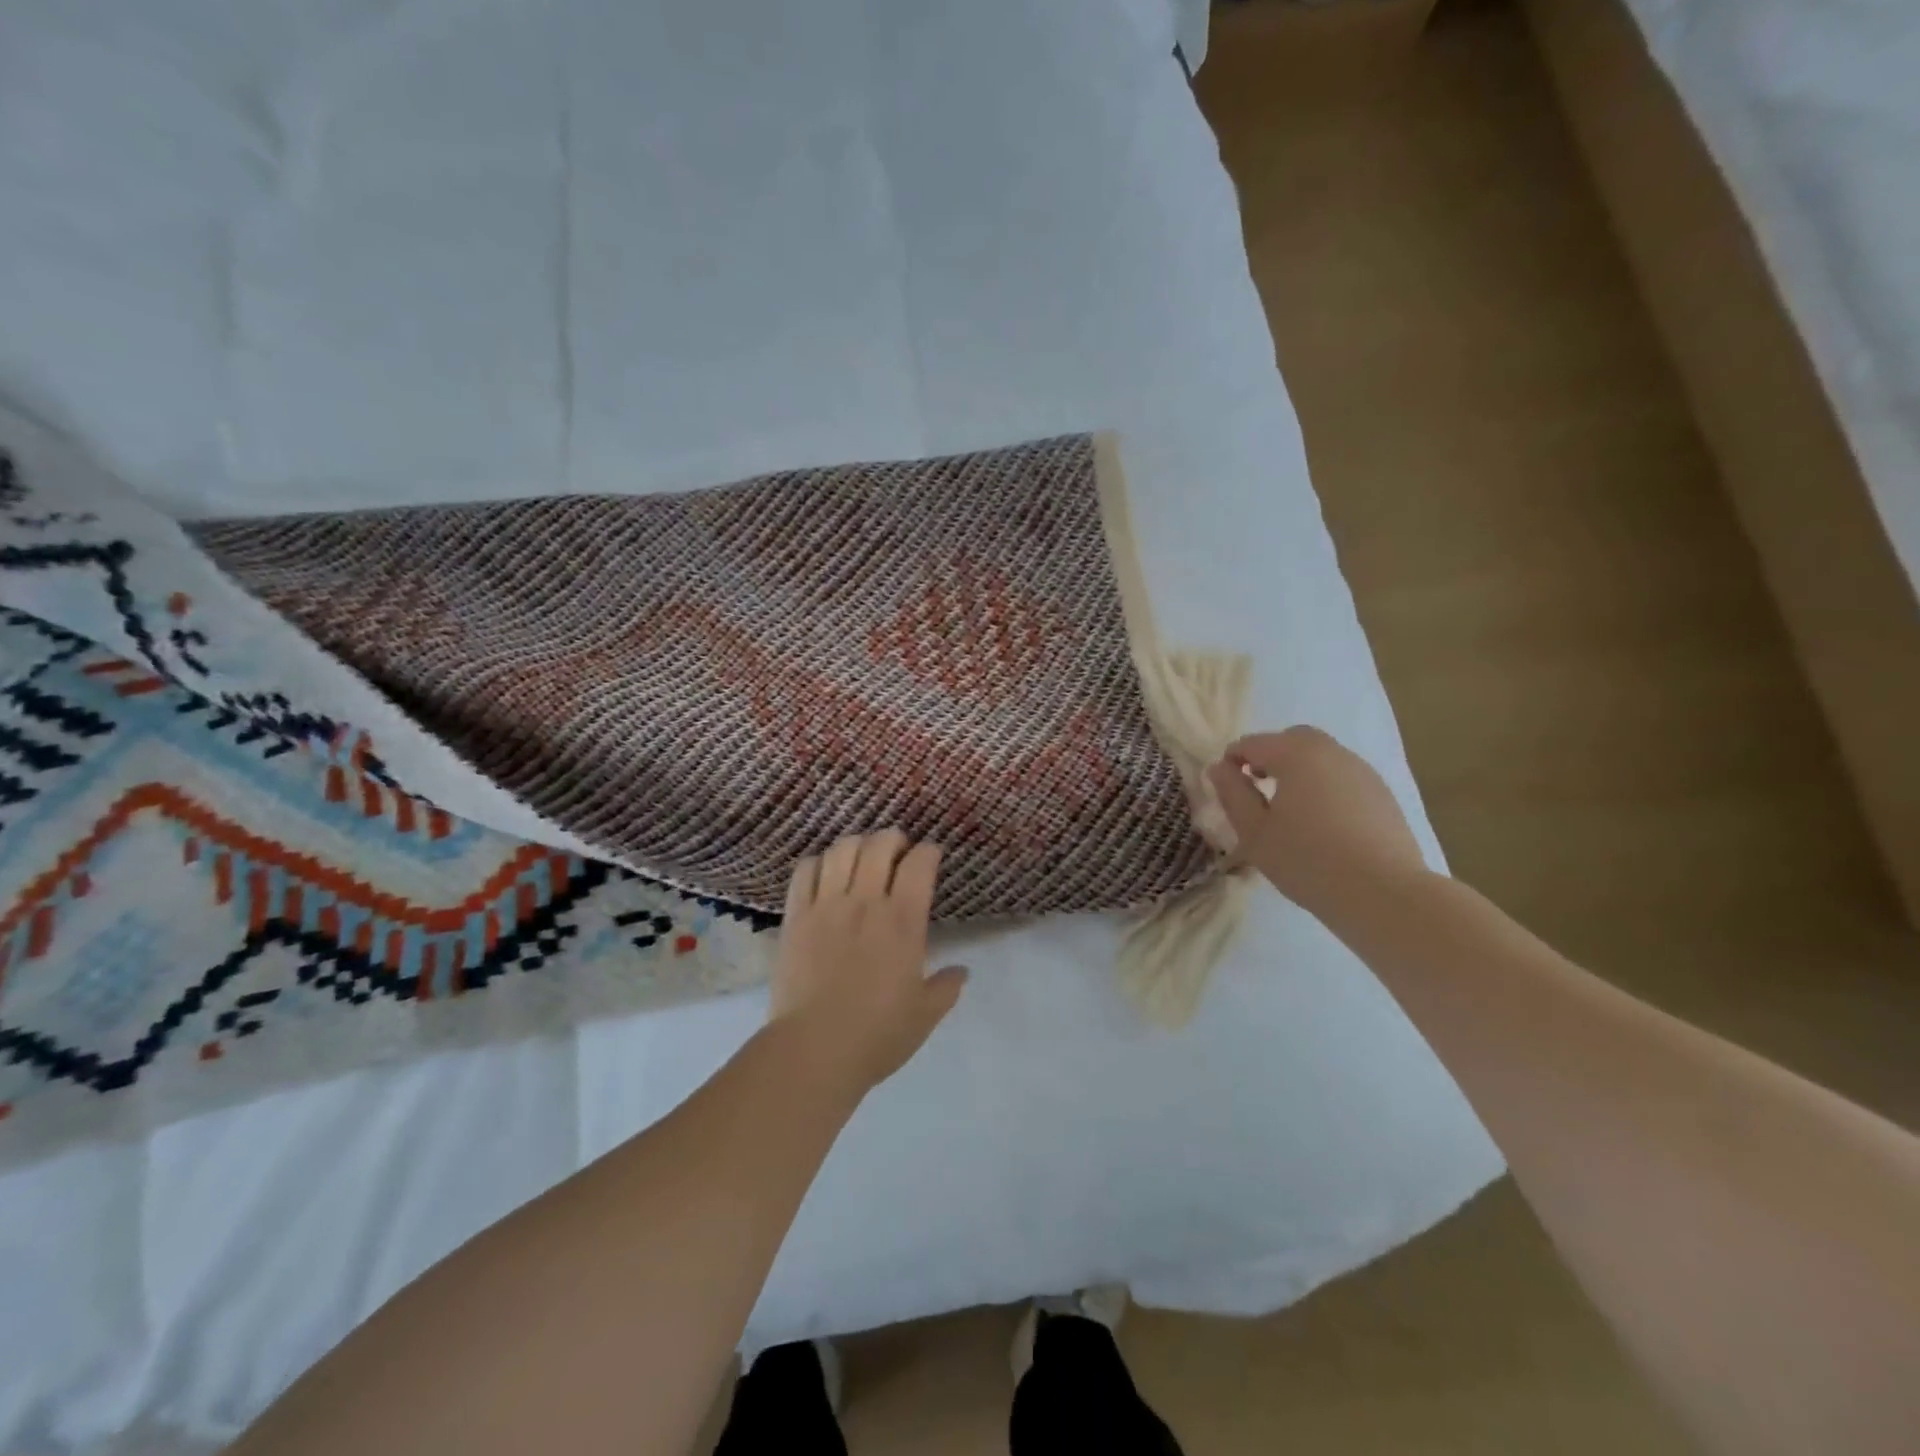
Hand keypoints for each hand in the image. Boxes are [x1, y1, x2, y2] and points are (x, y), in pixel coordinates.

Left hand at [770, 830, 967, 1093]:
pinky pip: (805, 871)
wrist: (814, 1050)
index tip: (931, 856)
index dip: (929, 851)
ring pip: (841, 849)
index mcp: (904, 921)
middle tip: (897, 851)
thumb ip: (946, 987)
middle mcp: (866, 902)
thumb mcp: (924, 1015)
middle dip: (893, 838)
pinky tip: (825, 872)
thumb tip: (962, 971)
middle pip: (879, 844)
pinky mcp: (796, 916)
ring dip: (857, 844)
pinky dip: (818, 862)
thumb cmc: (877, 1034)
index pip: (920, 863)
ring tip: (861, 856)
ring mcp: (827, 905)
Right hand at [1206, 726, 1427, 918]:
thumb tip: (1219, 768)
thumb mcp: (1255, 832)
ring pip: (1322, 756)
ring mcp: (1362, 771)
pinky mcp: (1382, 794)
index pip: (1253, 743)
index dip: (1232, 760)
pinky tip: (1323, 823)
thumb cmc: (1307, 861)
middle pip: (1292, 739)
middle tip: (1257, 787)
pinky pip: (1343, 777)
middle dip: (1270, 756)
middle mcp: (1331, 752)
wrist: (1384, 894)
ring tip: (1290, 809)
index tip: (1226, 787)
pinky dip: (1325, 786)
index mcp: (1295, 755)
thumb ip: (1233, 794)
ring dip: (1300, 770)